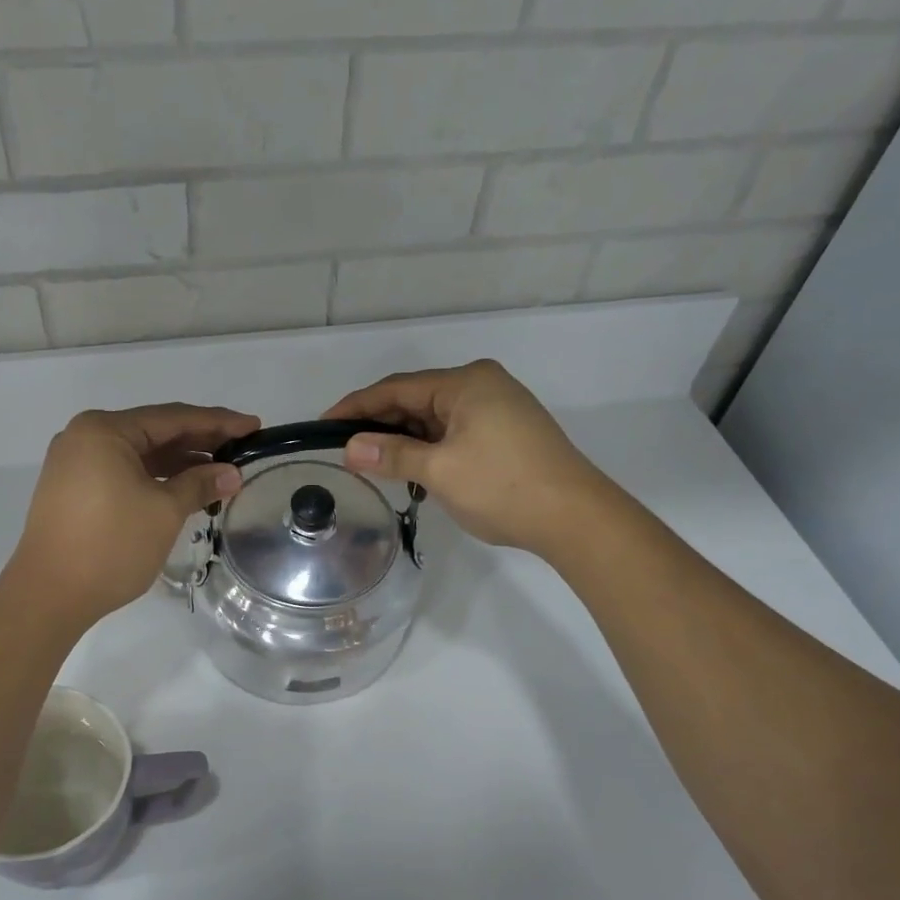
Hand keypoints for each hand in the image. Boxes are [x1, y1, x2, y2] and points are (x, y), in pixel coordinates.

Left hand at [9, 404, 260, 628]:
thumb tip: (232, 473)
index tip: (254, 426)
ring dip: (179, 463)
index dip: (218, 422)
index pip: (173, 418)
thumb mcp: (163, 511)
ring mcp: (75, 464)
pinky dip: (155, 478)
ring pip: (139, 454)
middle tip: (243, 447)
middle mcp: (85, 437)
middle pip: (154, 432)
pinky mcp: (73, 490)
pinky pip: (123, 472)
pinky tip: (184, 488)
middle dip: (200, 441)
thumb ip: (199, 484)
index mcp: (105, 430)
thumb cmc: (110, 546)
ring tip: (220, 472)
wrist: (48, 595)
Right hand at [323, 361, 601, 554]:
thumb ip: (392, 455)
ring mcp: (499, 408)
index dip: (357, 406)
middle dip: (381, 425)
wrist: (575, 517)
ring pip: (436, 418)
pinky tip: (416, 471)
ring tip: (377, 465)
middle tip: (347, 450)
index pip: (397, 388)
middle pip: (417, 399)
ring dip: (407, 440)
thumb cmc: (502, 487)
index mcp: (466, 382)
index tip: (324, 423)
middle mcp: (483, 385)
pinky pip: (456, 432)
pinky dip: (431, 448)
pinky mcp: (508, 432)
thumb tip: (350, 447)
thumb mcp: (440, 471)